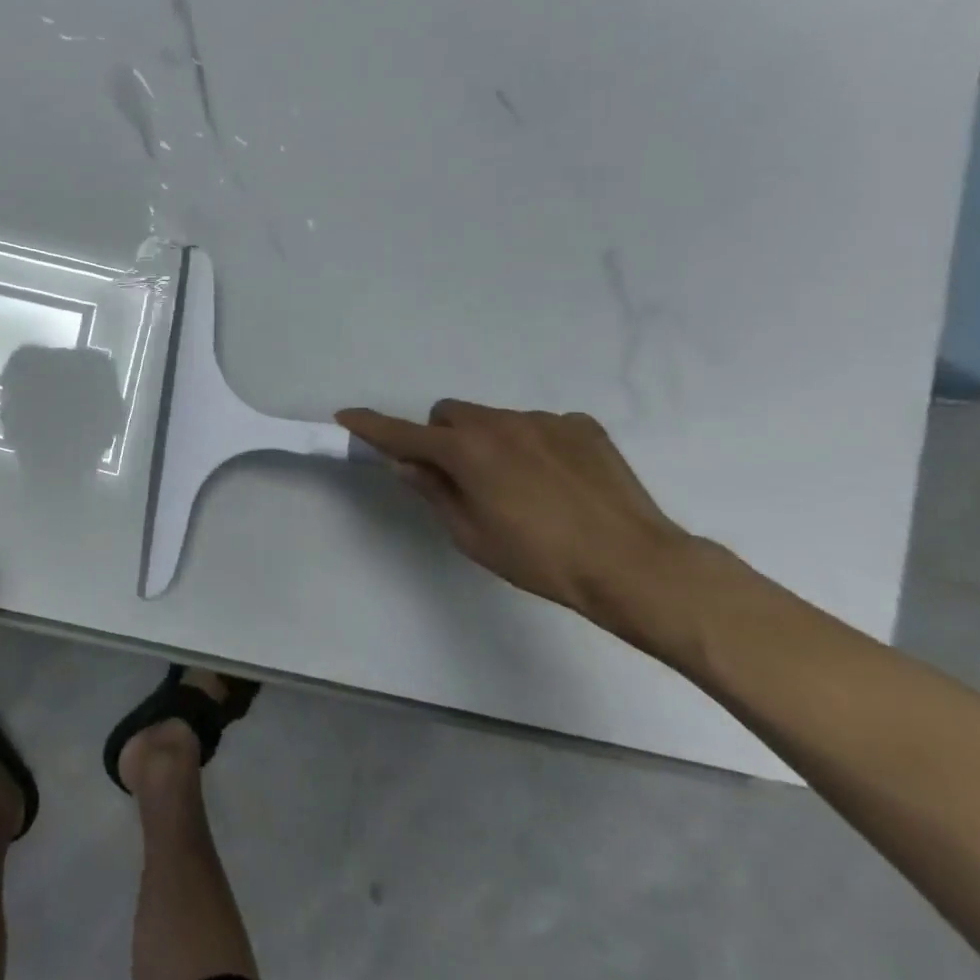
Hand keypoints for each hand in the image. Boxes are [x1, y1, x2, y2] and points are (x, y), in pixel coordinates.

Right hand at [336, 401, 696, 647]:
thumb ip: (433, 491)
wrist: (633, 564)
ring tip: (517, 485)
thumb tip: (405, 464)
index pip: (404, 433)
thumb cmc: (539, 559)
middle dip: (442, 437)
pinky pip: (537, 425)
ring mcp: (544, 420)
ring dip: (487, 440)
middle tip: (457, 475)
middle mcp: (500, 423)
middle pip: (450, 415)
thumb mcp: (470, 534)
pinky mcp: (581, 426)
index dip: (371, 426)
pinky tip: (555, 480)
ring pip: (494, 419)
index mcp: (466, 452)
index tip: (346, 416)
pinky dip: (530, 444)